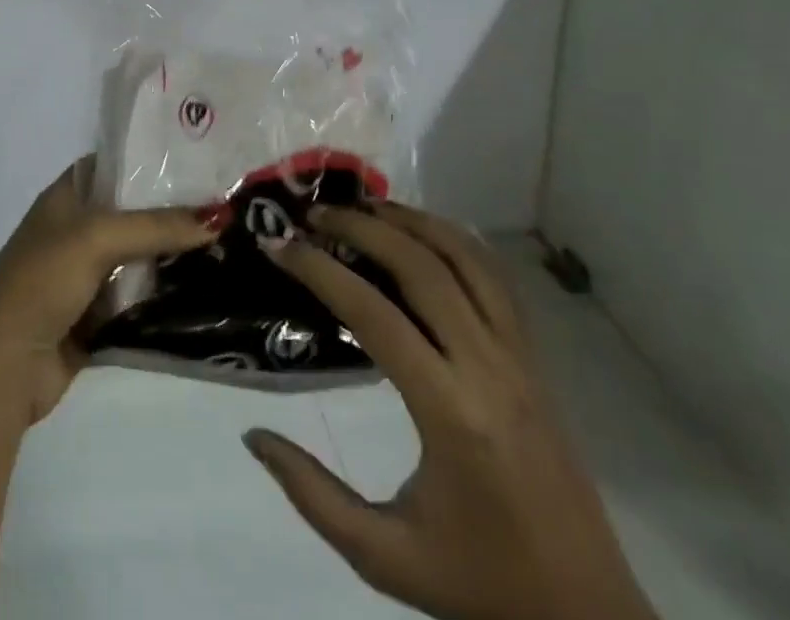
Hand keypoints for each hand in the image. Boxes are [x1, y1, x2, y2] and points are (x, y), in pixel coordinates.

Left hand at [0, 156, 215, 425]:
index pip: (114, 165)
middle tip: (230, 208)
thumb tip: (220, 215)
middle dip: (175, 213)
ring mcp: (86, 277)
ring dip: (176, 259)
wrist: (3, 364)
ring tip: (232, 247)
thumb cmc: (41, 281)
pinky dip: (166, 301)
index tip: (202, 160)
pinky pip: (139, 303)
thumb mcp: (96, 238)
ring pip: (140, 260)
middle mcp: (77, 232)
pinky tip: (209, 295)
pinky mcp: (97, 320)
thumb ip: (155, 225)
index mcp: (66, 198)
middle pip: (133, 214)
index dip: (152, 160)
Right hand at [244, 204, 657, 619]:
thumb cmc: (481, 585)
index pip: (375, 315)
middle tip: (314, 214)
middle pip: (423, 268)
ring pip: (468, 260)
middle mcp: (490, 371)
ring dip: (412, 222)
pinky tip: (423, 233)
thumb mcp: (385, 556)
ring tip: (363, 207)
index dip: (320, 271)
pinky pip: (497, 280)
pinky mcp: (537, 363)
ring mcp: (522, 361)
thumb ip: (312, 495)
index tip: (279, 245)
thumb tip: (252, 435)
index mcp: (451, 415)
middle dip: (362, 228)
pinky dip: (457, 241)